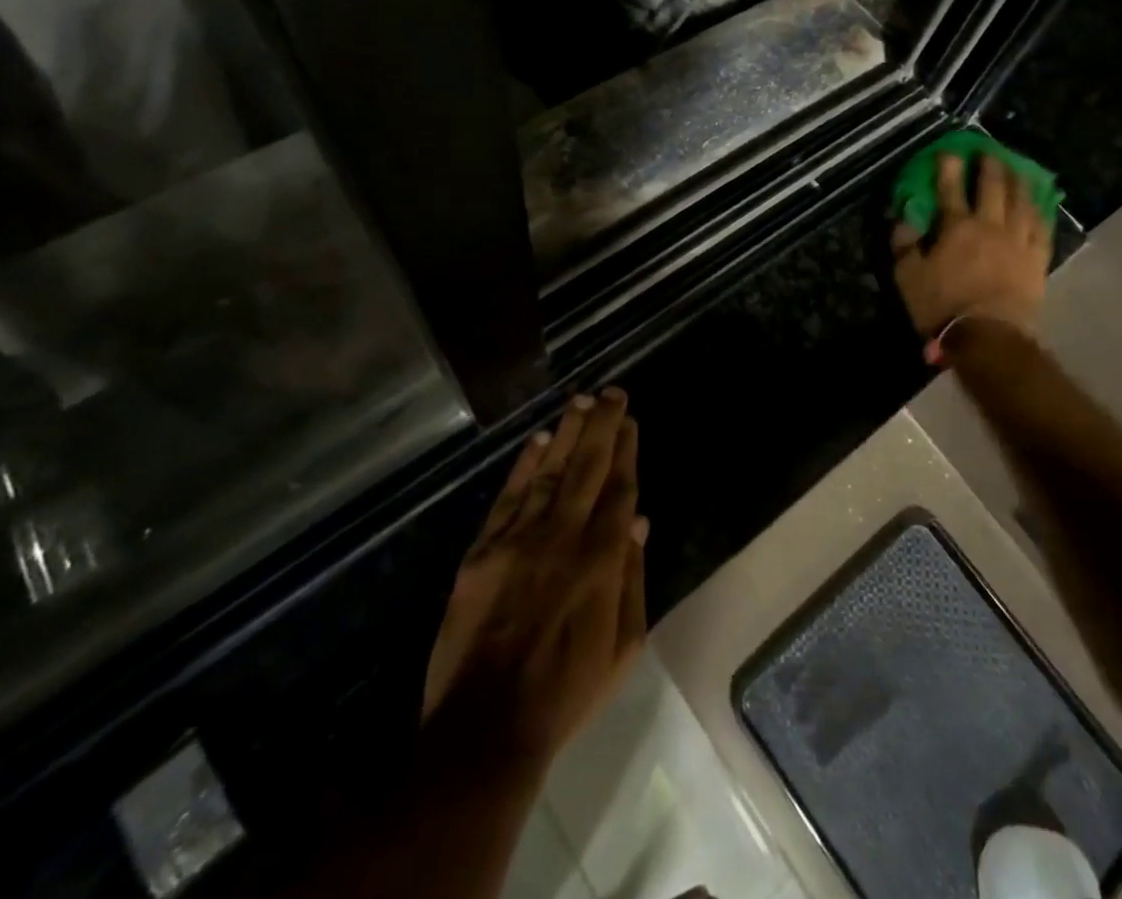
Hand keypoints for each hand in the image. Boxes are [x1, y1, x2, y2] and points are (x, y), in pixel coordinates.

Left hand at [421, 388, 647, 769]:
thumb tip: (638, 520)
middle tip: (612, 392)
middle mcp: (563, 535)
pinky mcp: (483, 552)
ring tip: (581, 401)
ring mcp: (519, 540)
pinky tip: (538, 440)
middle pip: (587, 467)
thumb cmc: (566, 691)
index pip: (618, 488)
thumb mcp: (623, 646)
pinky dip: (525, 465)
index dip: (626, 450)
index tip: (631, 421)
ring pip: (550, 471)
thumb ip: (632, 576)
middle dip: (603, 425)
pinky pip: (509, 497)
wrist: (486, 729)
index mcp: (601, 558)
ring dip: (567, 433)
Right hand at [892, 153, 1049, 352]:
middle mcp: (990, 225)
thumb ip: (904, 245)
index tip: (948, 150)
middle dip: (990, 164)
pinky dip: (1041, 211)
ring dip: (1019, 180)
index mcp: (956, 227)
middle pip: (993, 186)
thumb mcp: (908, 278)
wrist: (989, 337)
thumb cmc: (943, 307)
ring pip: (1022, 201)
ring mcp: (1018, 241)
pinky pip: (1043, 228)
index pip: (950, 188)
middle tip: (989, 151)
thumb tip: (903, 219)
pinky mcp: (1037, 259)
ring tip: (1018, 168)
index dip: (948, 166)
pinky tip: (1040, 203)